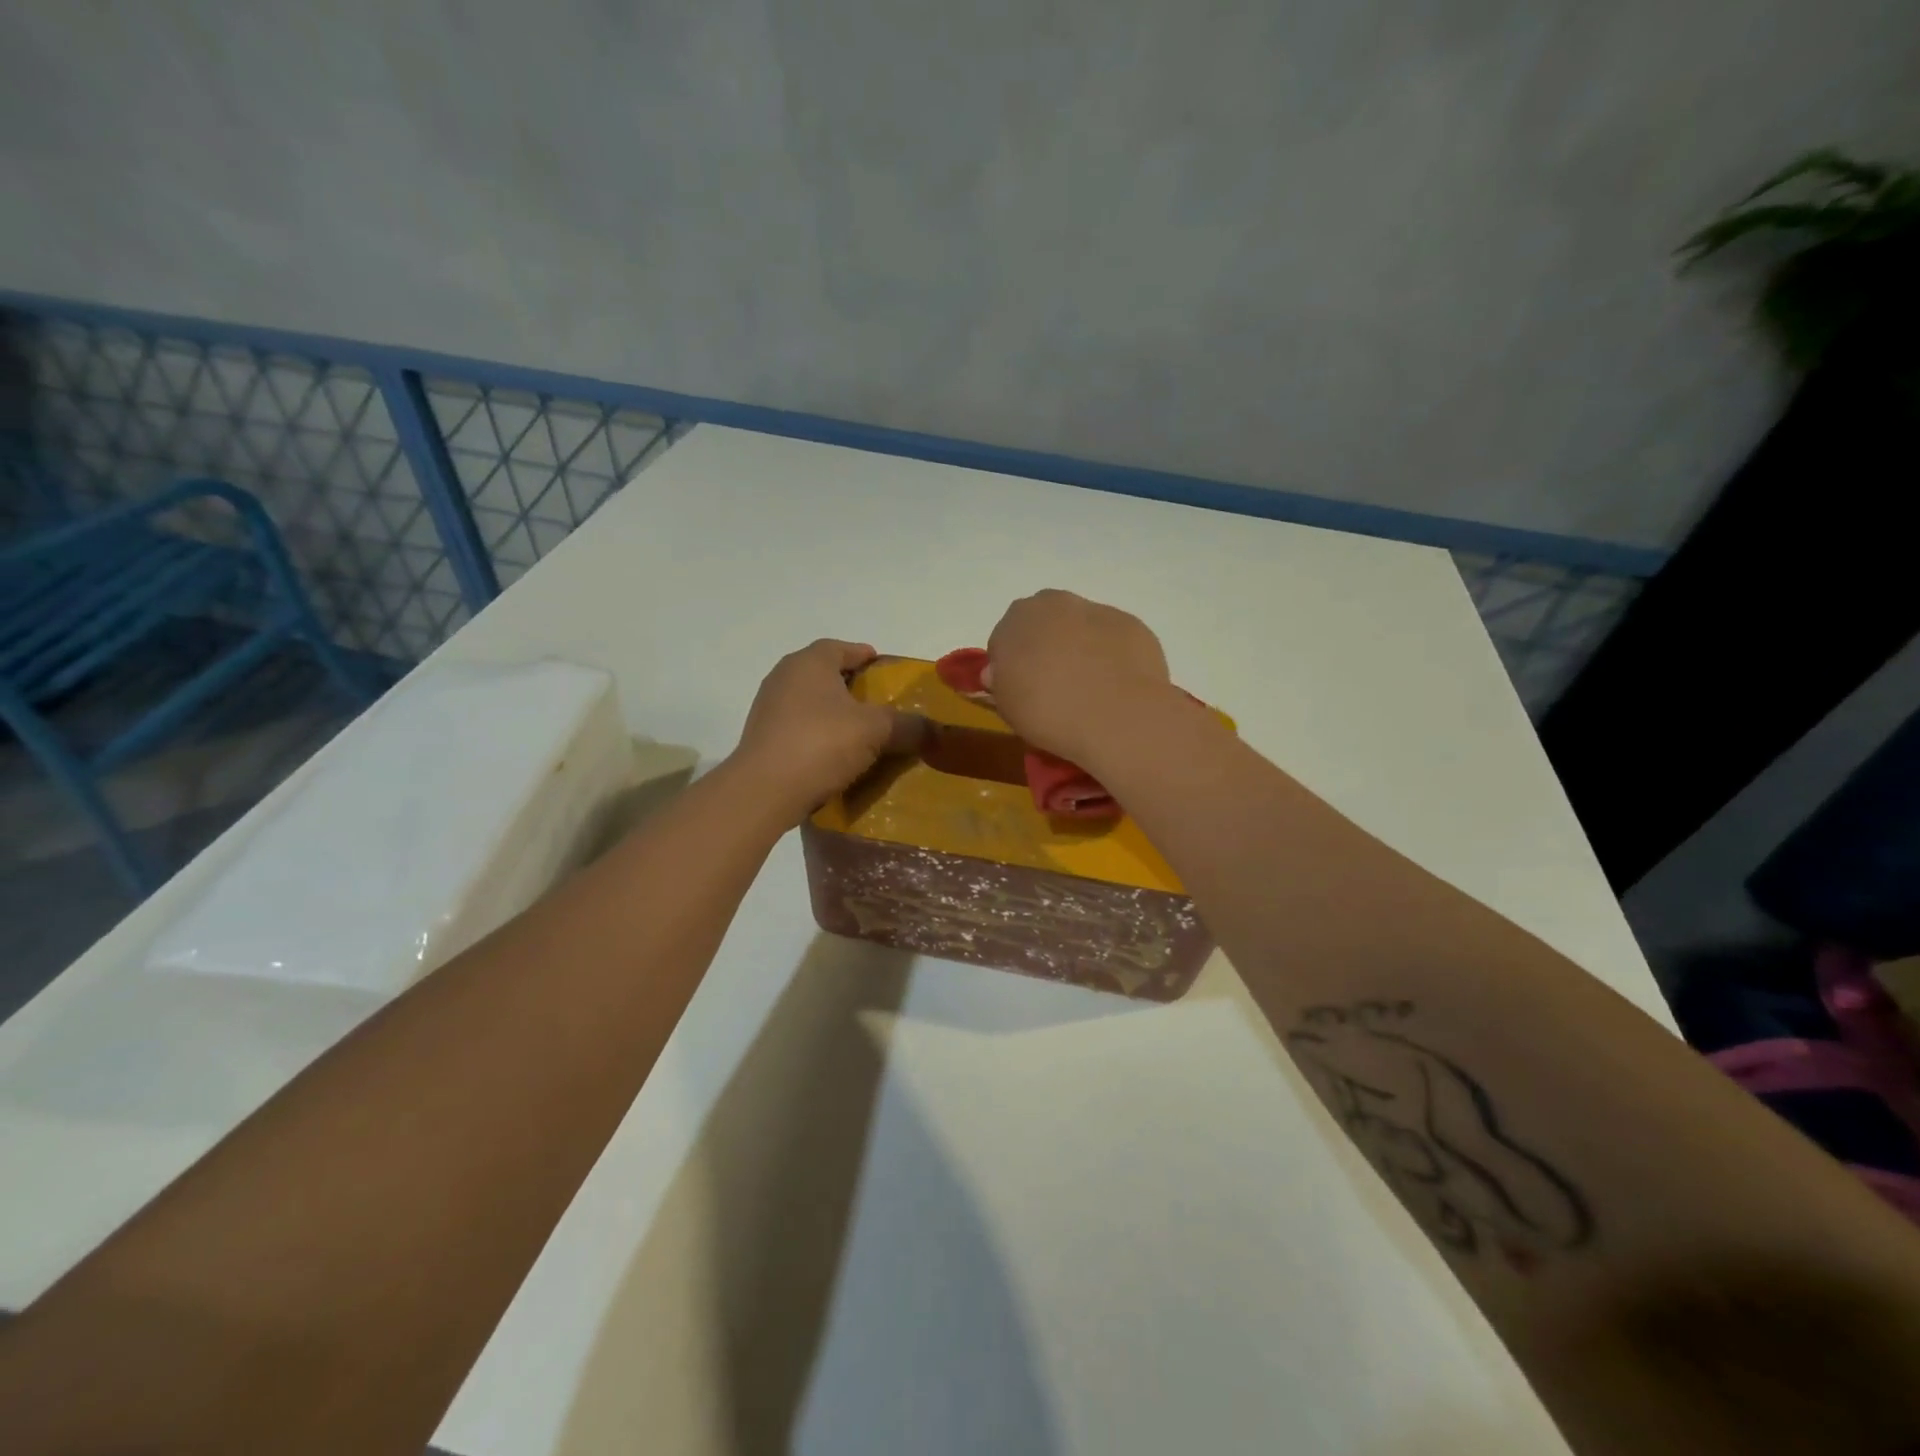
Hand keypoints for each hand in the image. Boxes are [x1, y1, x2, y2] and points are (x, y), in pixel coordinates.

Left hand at [731, 640, 924, 821]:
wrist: (764, 791)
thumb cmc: (821, 744)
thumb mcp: (875, 731)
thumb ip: (907, 725)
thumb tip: (935, 729)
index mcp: (809, 662)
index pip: (841, 648)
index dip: (865, 656)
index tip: (884, 669)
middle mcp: (784, 677)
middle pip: (824, 674)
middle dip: (851, 686)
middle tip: (879, 702)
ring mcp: (768, 708)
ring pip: (810, 702)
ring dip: (834, 712)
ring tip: (861, 731)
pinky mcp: (762, 738)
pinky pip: (799, 728)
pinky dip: (818, 734)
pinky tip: (836, 754)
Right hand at [985, 590, 1174, 761]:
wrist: (1117, 716)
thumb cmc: (1049, 713)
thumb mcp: (1007, 707)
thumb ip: (1001, 683)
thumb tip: (1000, 672)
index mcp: (1015, 621)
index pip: (1004, 639)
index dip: (1011, 665)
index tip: (1021, 690)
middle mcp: (1053, 604)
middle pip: (1043, 622)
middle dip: (1045, 645)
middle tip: (1053, 683)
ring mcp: (1095, 610)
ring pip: (1080, 626)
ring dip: (1080, 646)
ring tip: (1089, 687)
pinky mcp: (1129, 623)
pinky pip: (1111, 637)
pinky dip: (1110, 653)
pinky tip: (1115, 684)